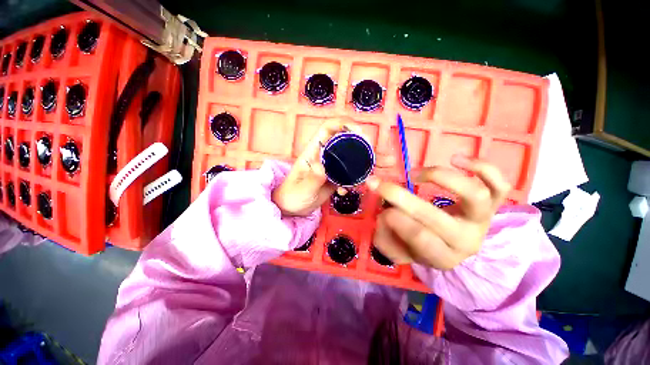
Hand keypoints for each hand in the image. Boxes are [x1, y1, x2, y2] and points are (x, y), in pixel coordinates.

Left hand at [272, 119, 358, 215]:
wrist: (291, 208)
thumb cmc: (292, 195)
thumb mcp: (302, 189)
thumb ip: (312, 178)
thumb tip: (322, 166)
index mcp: (313, 151)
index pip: (328, 129)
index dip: (343, 124)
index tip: (359, 132)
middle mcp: (323, 155)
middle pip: (342, 140)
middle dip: (358, 142)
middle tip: (369, 153)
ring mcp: (330, 167)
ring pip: (347, 157)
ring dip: (357, 164)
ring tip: (360, 177)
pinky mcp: (334, 178)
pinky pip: (347, 174)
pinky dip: (351, 181)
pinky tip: (345, 192)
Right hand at [367, 155, 510, 269]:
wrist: (447, 245)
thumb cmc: (417, 245)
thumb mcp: (396, 248)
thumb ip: (386, 234)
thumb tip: (387, 211)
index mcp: (441, 256)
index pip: (421, 238)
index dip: (397, 221)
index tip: (382, 210)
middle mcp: (466, 240)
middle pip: (437, 217)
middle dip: (402, 198)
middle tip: (383, 186)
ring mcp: (482, 220)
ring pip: (474, 195)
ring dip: (440, 177)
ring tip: (415, 174)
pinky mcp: (492, 204)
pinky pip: (499, 184)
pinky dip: (481, 167)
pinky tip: (456, 159)